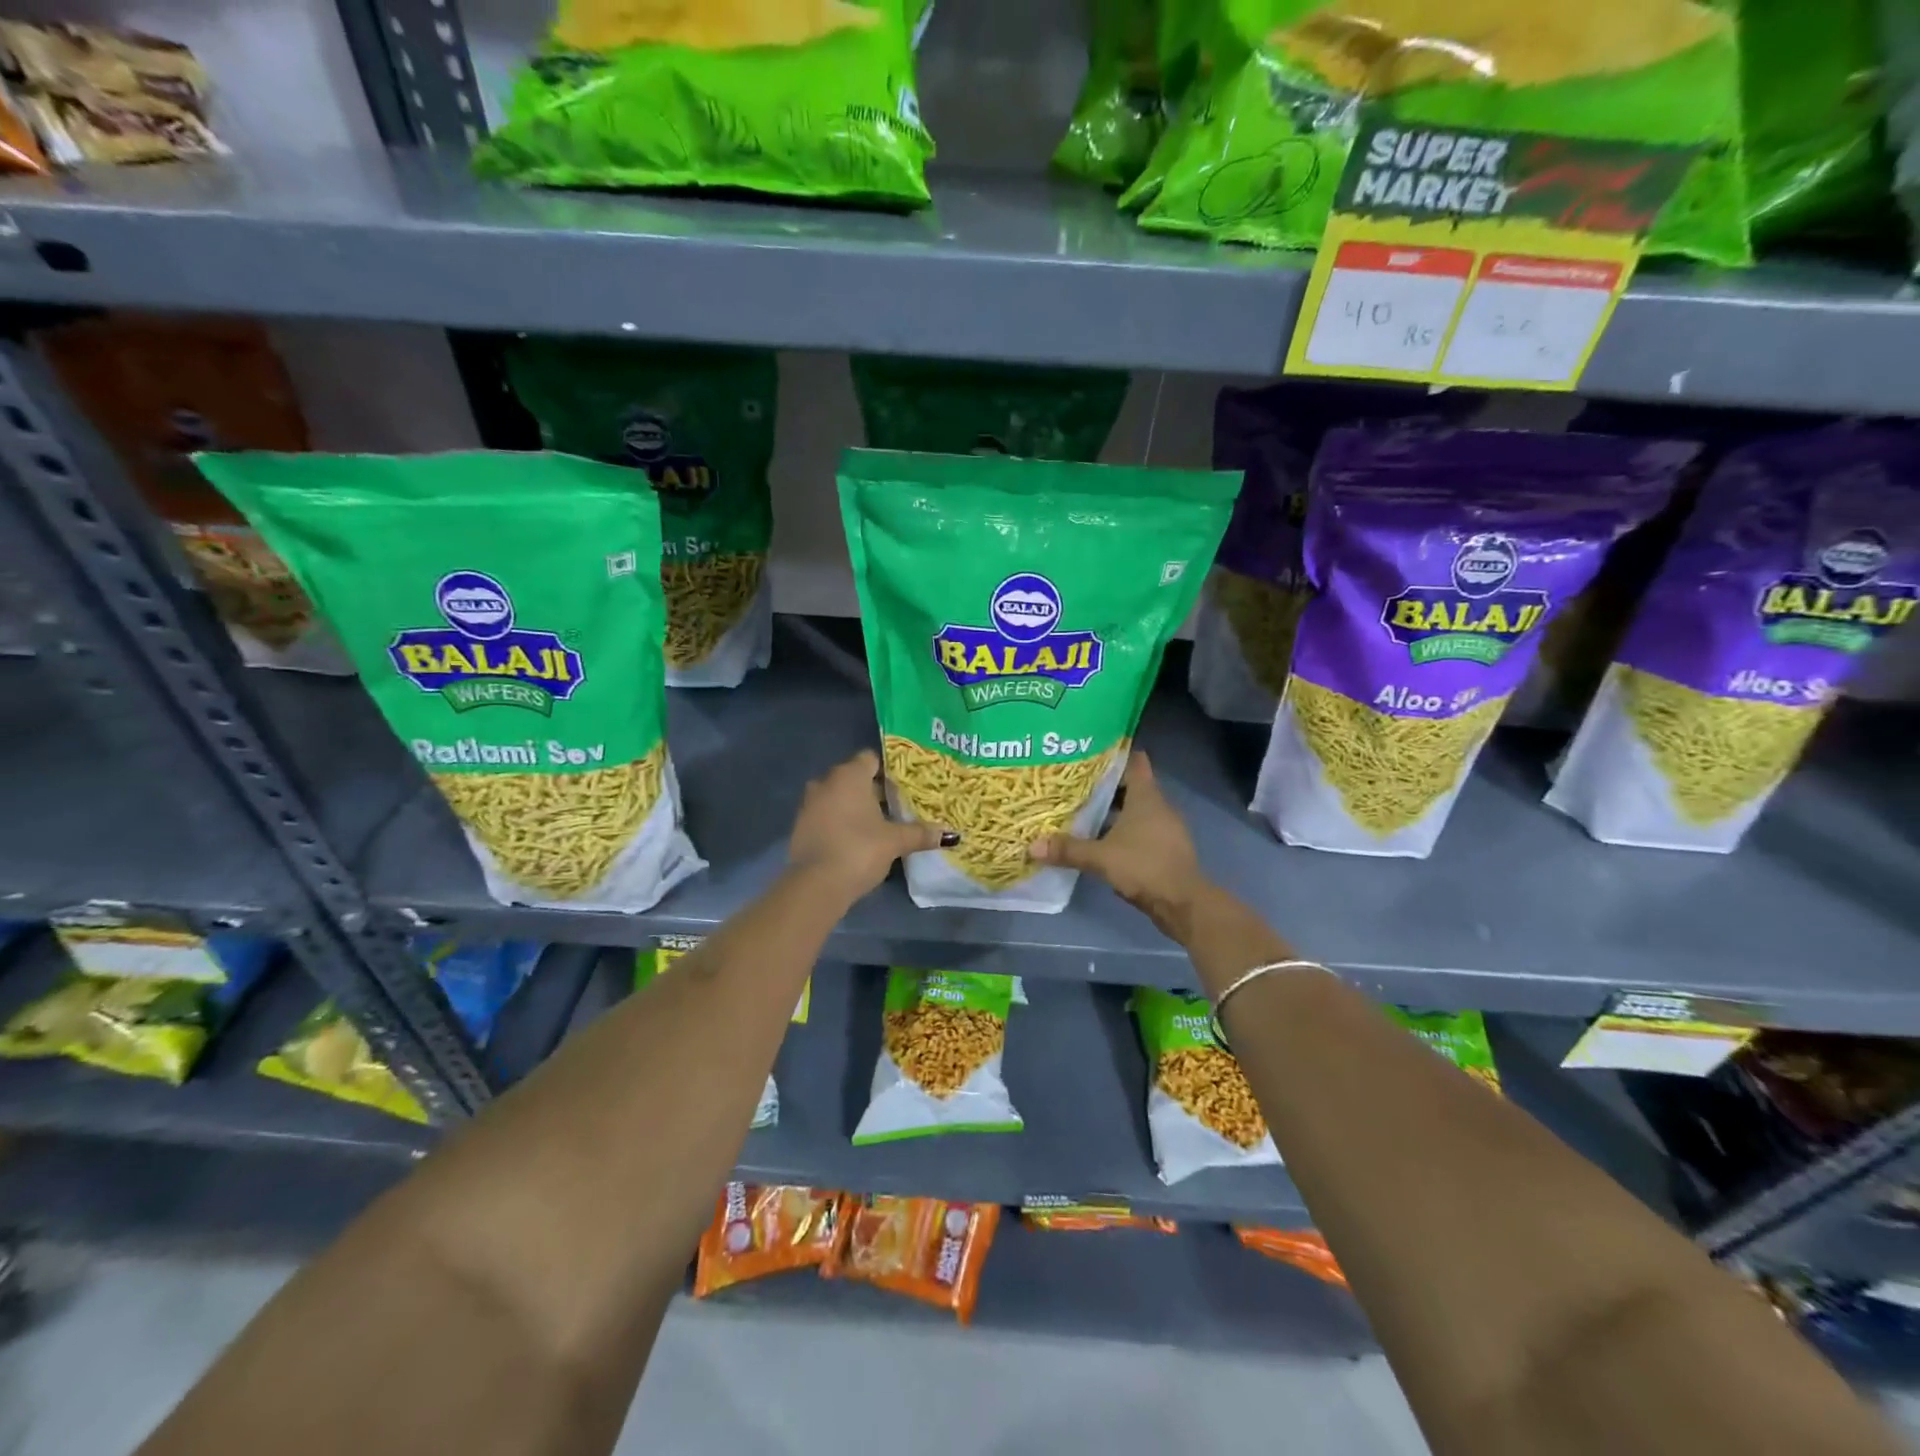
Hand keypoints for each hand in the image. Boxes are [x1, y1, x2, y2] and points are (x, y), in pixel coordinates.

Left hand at [788, 749, 952, 899]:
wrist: (816, 885)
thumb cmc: (859, 849)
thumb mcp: (895, 841)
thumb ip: (920, 833)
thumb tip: (950, 834)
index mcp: (849, 775)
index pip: (870, 759)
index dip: (888, 769)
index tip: (904, 784)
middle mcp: (826, 782)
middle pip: (854, 778)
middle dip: (874, 790)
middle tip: (897, 805)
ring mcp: (809, 804)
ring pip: (838, 797)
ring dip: (855, 807)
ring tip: (879, 823)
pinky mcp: (801, 827)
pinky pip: (826, 815)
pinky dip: (840, 822)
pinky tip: (856, 839)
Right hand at [1029, 750, 1210, 939]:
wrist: (1183, 903)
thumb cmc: (1144, 866)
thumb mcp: (1101, 857)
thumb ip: (1068, 849)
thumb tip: (1032, 846)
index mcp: (1146, 796)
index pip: (1134, 761)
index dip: (1114, 755)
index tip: (1089, 754)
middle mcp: (1158, 806)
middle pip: (1130, 786)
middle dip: (1104, 786)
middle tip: (1073, 786)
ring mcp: (1164, 828)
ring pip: (1134, 810)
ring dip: (1112, 811)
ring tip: (1080, 812)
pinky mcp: (1165, 848)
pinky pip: (1140, 830)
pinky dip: (1121, 831)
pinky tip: (1099, 841)